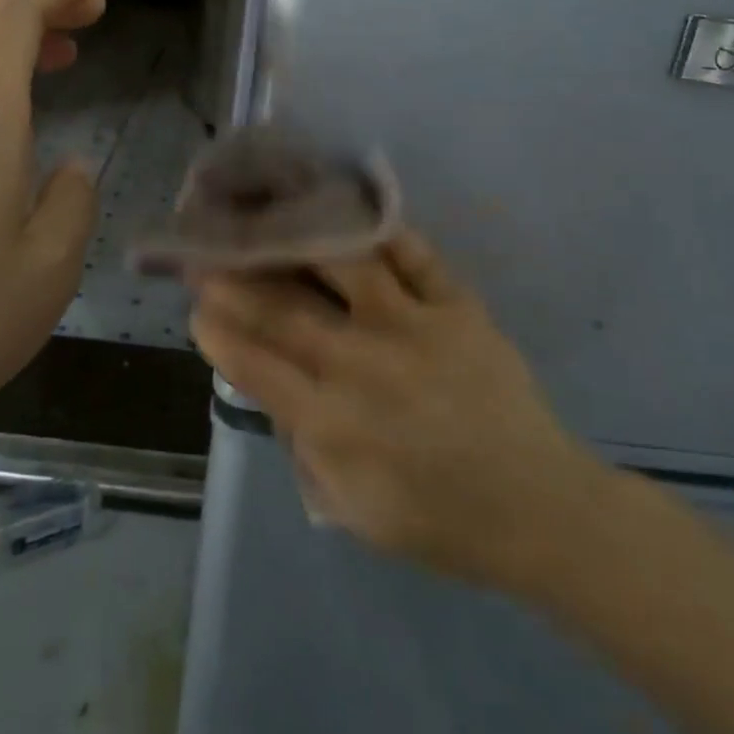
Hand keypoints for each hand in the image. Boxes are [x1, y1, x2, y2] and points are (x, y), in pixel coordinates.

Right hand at [190, 232, 605, 588]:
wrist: (537, 508)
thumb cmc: (437, 519)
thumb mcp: (350, 505)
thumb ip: (303, 443)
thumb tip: (272, 384)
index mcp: (333, 422)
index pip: (256, 364)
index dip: (218, 332)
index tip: (196, 307)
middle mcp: (365, 365)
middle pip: (286, 310)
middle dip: (237, 279)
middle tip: (207, 251)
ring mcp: (415, 328)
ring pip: (345, 267)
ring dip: (299, 241)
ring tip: (270, 218)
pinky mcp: (459, 308)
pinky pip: (414, 256)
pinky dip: (380, 231)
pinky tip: (350, 214)